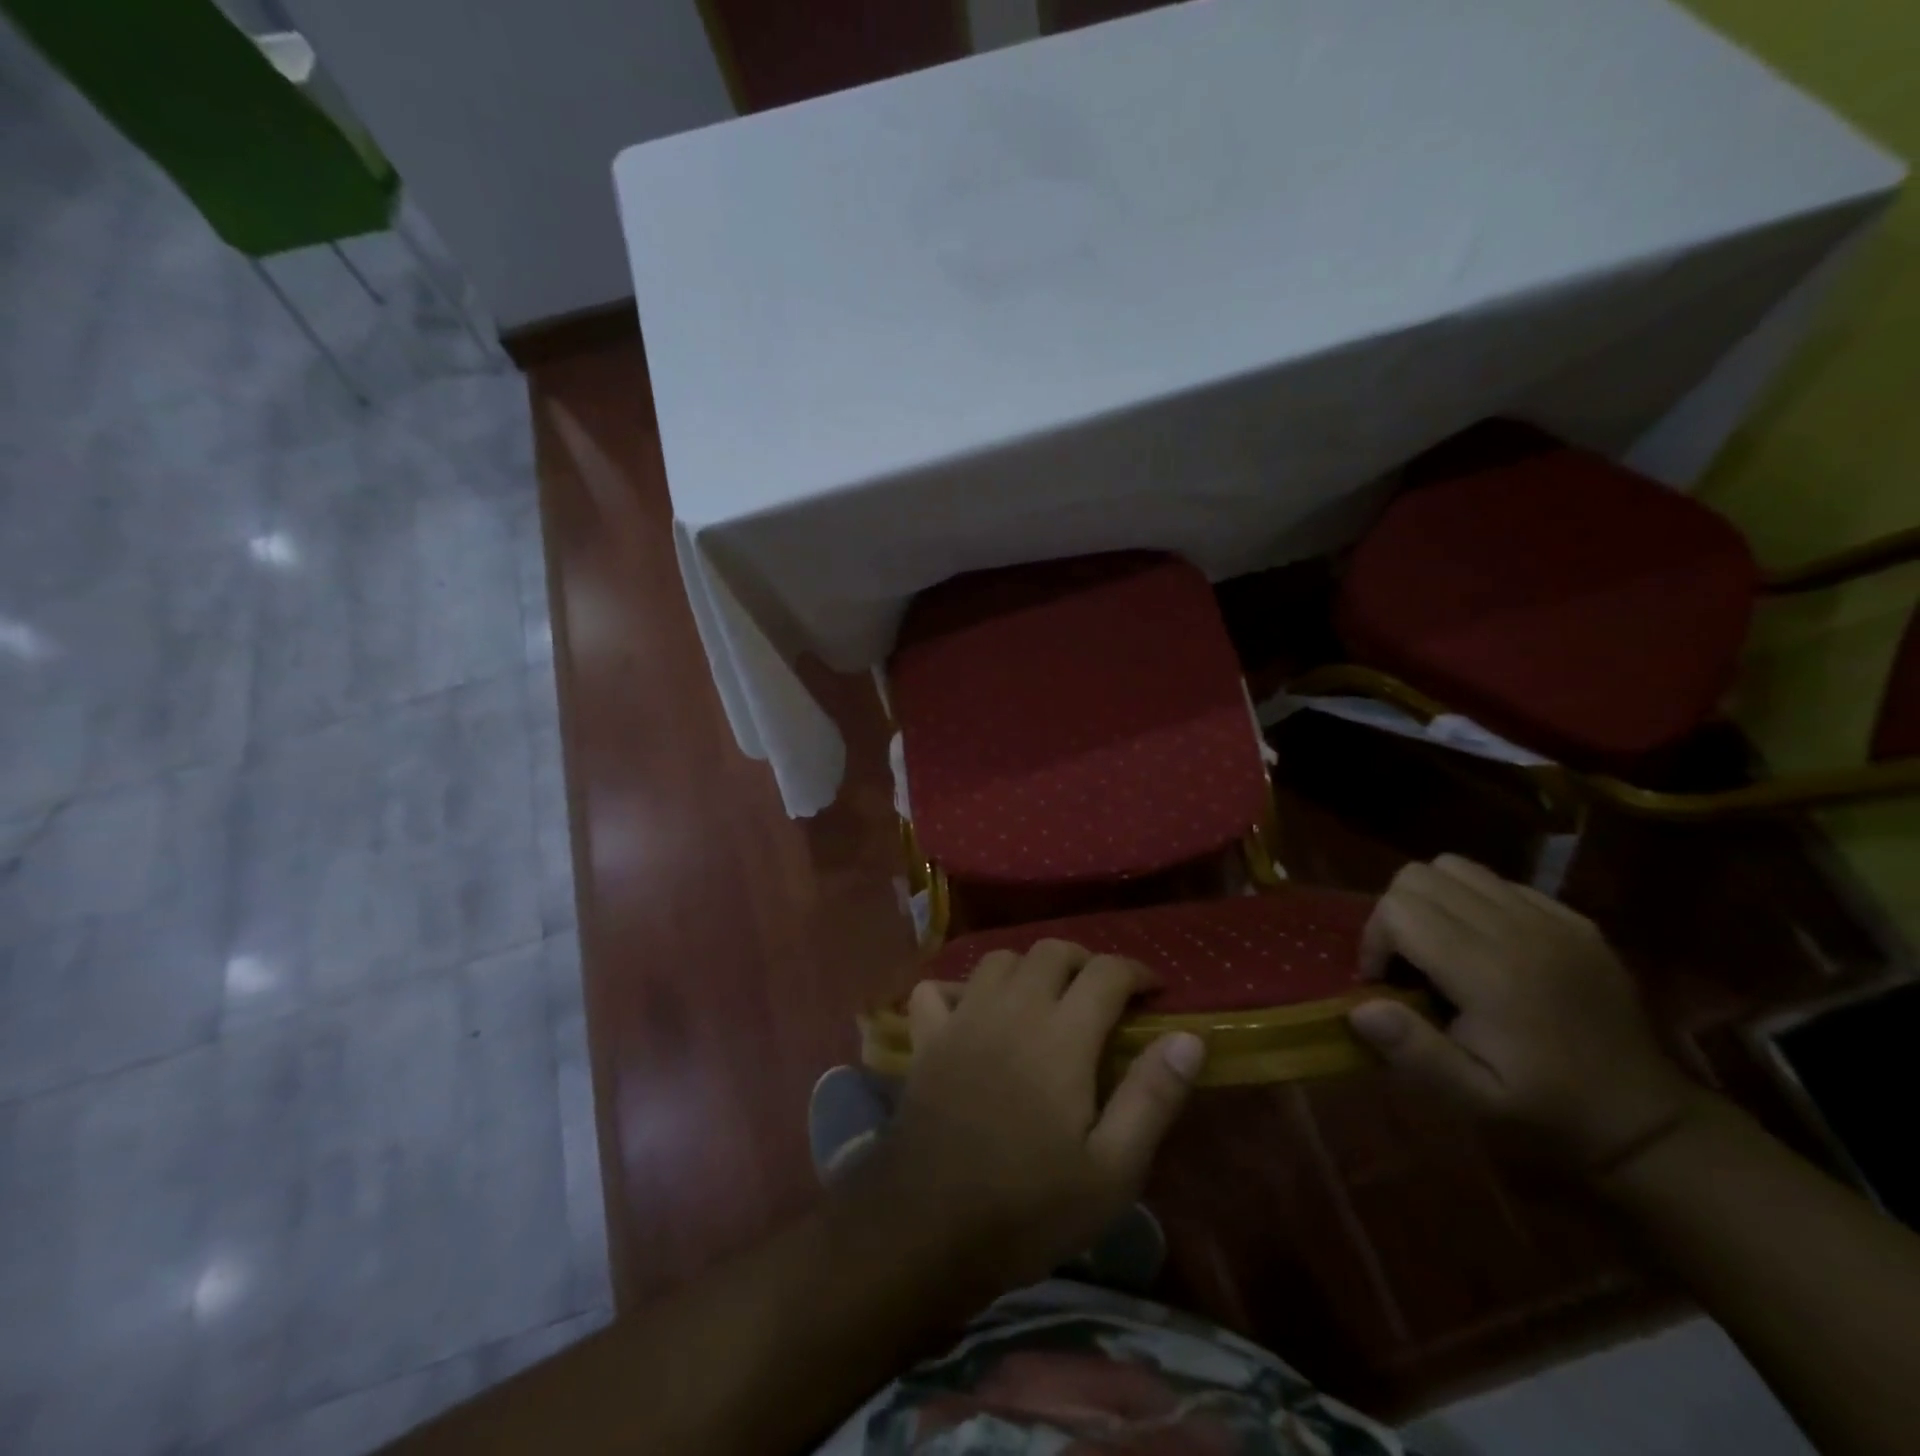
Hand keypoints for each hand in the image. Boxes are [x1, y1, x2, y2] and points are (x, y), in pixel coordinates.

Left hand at [864, 940, 1206, 1290]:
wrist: (929, 1228)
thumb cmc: (1030, 1206)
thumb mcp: (1112, 1170)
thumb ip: (1152, 1096)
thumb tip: (1189, 1037)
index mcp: (1061, 1036)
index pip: (1106, 972)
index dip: (1136, 972)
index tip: (1154, 991)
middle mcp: (1012, 1009)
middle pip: (1051, 951)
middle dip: (1085, 961)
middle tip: (1103, 996)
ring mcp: (963, 1019)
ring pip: (999, 960)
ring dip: (1029, 968)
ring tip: (1046, 1000)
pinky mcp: (926, 1038)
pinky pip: (938, 989)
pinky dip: (960, 990)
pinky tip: (974, 1013)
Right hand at [1347, 855, 1702, 1172]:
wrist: (1649, 1122)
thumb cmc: (1547, 1112)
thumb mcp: (1473, 1099)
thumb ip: (1413, 1050)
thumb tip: (1358, 1007)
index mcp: (1489, 973)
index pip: (1399, 910)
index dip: (1374, 941)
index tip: (1385, 983)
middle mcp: (1519, 932)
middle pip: (1419, 877)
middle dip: (1395, 914)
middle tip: (1406, 962)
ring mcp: (1552, 920)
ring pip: (1456, 867)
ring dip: (1431, 899)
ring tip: (1439, 945)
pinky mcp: (1574, 920)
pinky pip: (1501, 883)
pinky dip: (1475, 901)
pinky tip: (1486, 946)